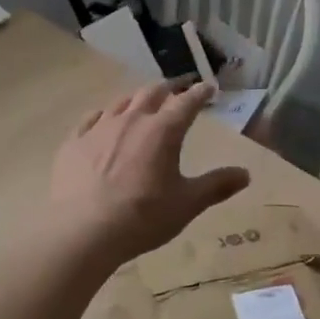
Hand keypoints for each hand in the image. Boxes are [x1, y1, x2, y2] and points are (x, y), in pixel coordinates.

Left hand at [51, 78, 250, 262]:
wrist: (83, 231)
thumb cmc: (142, 217)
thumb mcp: (187, 204)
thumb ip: (217, 186)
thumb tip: (246, 174)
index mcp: (163, 131)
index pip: (187, 102)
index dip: (200, 93)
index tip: (208, 87)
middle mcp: (132, 120)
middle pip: (152, 93)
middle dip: (168, 88)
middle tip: (177, 89)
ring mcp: (99, 128)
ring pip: (121, 102)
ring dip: (136, 99)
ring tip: (142, 102)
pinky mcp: (74, 142)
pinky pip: (90, 119)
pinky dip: (102, 116)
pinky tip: (102, 120)